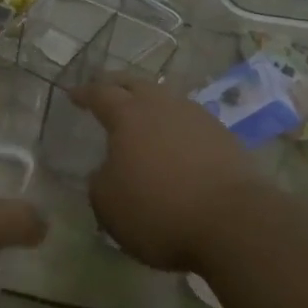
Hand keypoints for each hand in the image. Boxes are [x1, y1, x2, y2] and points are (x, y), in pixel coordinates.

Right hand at [70, 75, 266, 270]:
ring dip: (150, 103)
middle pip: (135, 84)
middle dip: (117, 84)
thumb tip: (108, 171)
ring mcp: (198, 118)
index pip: (100, 93)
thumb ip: (100, 180)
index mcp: (128, 115)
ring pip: (166, 99)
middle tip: (105, 89)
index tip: (72, 95)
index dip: (84, 93)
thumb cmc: (158, 210)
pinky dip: (175, 126)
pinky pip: (189, 122)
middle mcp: (163, 106)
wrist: (234, 223)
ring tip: (141, 114)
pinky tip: (173, 142)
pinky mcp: (225, 138)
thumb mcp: (108, 203)